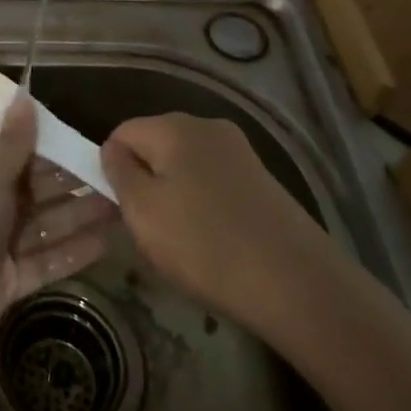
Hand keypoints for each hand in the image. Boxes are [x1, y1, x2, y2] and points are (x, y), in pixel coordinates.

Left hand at [0, 97, 115, 362]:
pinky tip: (108, 242)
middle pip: (31, 189)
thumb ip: (13, 142)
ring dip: (79, 215)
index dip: (48, 149)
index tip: (85, 144)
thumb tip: (23, 95)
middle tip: (116, 176)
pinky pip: (44, 260)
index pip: (11, 154)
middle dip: (71, 183)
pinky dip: (72, 251)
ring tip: (123, 206)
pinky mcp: (6, 281)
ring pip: (42, 225)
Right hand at [100, 113, 341, 339]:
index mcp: (174, 126)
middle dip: (145, 182)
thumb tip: (114, 150)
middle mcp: (208, 127)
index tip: (119, 208)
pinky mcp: (263, 180)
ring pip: (185, 167)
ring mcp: (241, 153)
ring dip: (175, 197)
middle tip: (149, 229)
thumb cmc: (205, 245)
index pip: (122, 133)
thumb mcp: (142, 211)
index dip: (112, 168)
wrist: (297, 284)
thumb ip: (118, 172)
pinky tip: (215, 244)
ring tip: (184, 243)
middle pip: (156, 147)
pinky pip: (215, 184)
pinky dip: (205, 208)